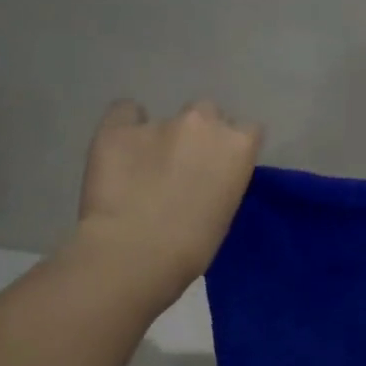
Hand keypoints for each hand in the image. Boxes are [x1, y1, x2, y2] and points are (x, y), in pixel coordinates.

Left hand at [77, 100, 262, 291]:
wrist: (137, 252)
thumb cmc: (194, 246)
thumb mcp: (226, 210)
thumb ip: (223, 179)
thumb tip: (207, 175)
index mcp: (238, 146)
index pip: (248, 130)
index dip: (233, 147)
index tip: (223, 167)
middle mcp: (202, 124)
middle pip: (208, 112)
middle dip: (200, 133)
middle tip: (185, 164)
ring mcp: (158, 122)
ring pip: (166, 116)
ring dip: (162, 135)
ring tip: (146, 165)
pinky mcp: (116, 128)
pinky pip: (124, 113)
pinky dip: (125, 126)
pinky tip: (121, 149)